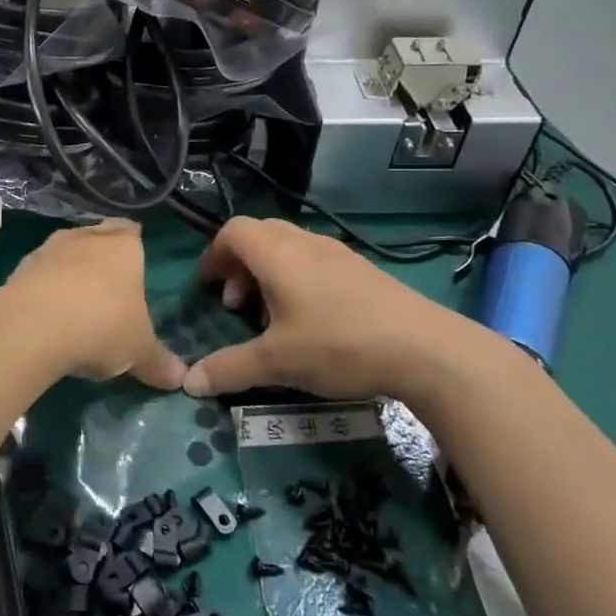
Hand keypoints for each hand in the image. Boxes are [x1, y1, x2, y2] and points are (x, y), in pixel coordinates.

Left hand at [2, 221, 185, 388]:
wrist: (32, 327)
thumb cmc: (101, 325)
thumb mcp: (139, 351)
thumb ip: (158, 362)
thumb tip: (181, 379)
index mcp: (122, 246)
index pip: (131, 231)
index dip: (132, 244)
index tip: (135, 262)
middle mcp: (84, 237)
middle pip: (96, 238)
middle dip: (100, 258)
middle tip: (108, 288)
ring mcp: (47, 250)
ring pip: (63, 254)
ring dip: (68, 273)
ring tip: (75, 305)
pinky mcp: (17, 270)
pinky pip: (38, 276)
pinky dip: (43, 290)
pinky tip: (47, 317)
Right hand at [181, 217, 495, 407]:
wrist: (427, 350)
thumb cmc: (339, 345)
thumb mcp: (277, 362)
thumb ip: (229, 369)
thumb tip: (188, 383)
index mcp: (277, 254)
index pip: (232, 231)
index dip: (213, 255)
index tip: (209, 288)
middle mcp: (305, 243)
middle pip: (259, 235)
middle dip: (239, 265)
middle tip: (238, 305)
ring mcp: (338, 253)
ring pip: (289, 247)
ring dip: (269, 273)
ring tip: (272, 317)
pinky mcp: (363, 270)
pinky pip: (315, 260)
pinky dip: (298, 279)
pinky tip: (311, 321)